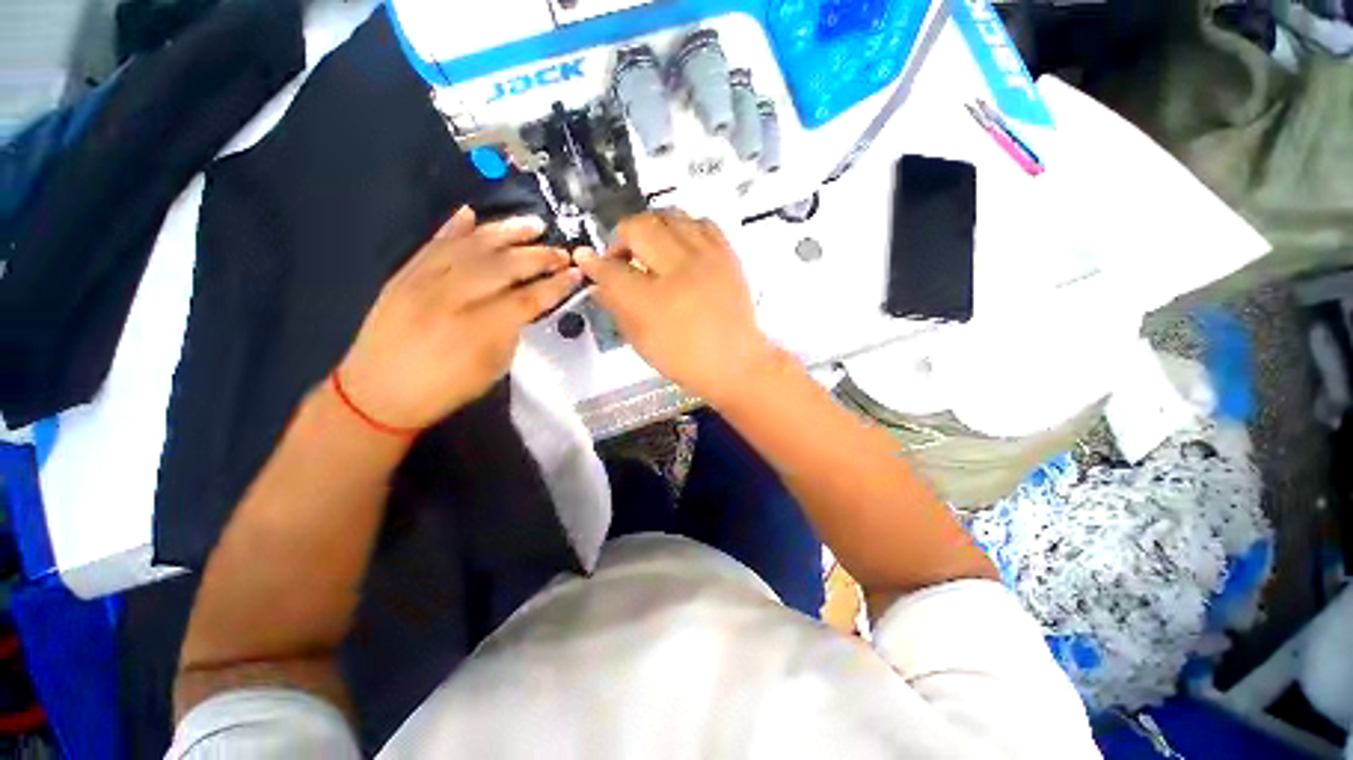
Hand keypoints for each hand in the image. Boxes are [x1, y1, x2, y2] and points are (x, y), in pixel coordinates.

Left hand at [336, 207, 581, 430]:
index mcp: (479, 329)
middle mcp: (452, 297)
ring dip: (506, 232)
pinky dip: (454, 226)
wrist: (378, 392)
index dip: (556, 285)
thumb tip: (526, 305)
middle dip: (539, 256)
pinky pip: (433, 242)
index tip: (576, 274)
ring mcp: (424, 280)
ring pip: (472, 246)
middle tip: (562, 252)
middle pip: (504, 266)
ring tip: (533, 224)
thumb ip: (512, 330)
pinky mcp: (404, 273)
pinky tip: (471, 213)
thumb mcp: (492, 368)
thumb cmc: (445, 389)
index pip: (528, 298)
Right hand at [575, 211, 774, 403]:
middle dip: (621, 238)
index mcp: (654, 301)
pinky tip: (680, 246)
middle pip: (639, 228)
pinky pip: (701, 222)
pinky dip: (683, 228)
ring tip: (651, 249)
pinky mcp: (727, 255)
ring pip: (669, 216)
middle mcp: (680, 270)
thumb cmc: (685, 360)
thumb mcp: (641, 341)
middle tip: (622, 258)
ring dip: (651, 228)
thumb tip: (599, 282)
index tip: (587, 260)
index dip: (594, 263)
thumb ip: (617, 307)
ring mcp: (708, 258)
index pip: (612, 269)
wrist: (735, 363)